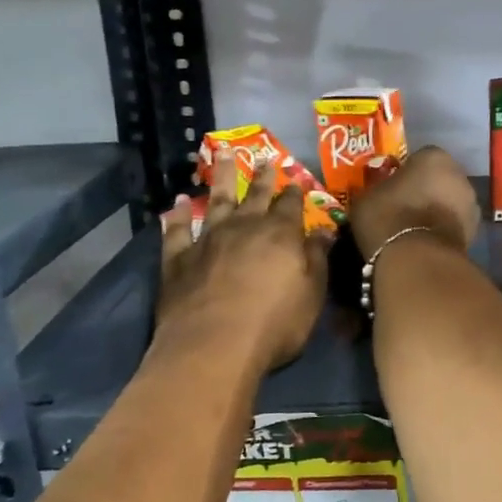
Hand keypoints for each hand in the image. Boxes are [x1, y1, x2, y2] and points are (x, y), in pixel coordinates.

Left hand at [158, 161, 329, 371]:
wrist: (213, 346)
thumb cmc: (274, 324)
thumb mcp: (311, 294)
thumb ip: (316, 259)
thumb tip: (324, 231)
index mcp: (279, 234)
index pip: (290, 205)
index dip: (294, 193)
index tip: (296, 181)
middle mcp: (243, 227)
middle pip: (254, 195)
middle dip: (262, 177)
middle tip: (265, 158)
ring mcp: (208, 239)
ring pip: (216, 200)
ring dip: (221, 177)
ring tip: (223, 154)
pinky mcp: (178, 259)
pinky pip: (177, 230)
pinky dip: (178, 215)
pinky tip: (179, 202)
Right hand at [348, 146, 479, 260]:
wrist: (416, 259)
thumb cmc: (389, 217)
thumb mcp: (367, 197)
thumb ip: (378, 188)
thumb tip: (379, 192)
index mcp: (434, 157)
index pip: (419, 158)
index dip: (405, 173)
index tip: (392, 188)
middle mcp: (459, 175)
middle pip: (439, 179)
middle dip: (426, 191)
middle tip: (404, 208)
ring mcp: (471, 205)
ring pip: (449, 203)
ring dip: (437, 212)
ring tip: (414, 229)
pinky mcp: (474, 233)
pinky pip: (453, 225)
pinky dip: (442, 231)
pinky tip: (424, 243)